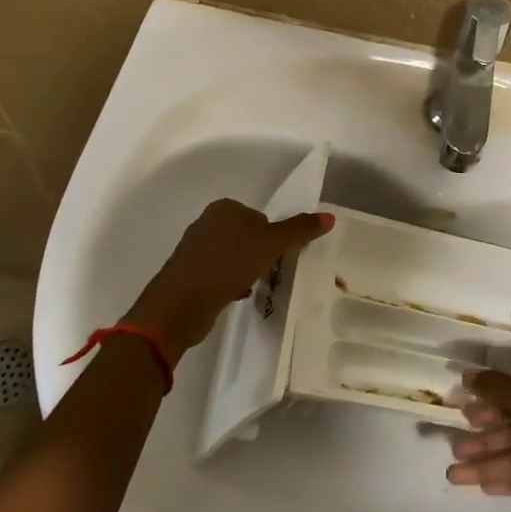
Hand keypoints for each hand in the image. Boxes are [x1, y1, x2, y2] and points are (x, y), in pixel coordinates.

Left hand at [127, 199, 332, 362]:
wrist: (180, 304)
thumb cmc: (228, 264)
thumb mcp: (270, 244)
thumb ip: (299, 230)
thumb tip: (330, 217)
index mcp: (224, 207)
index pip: (262, 217)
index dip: (273, 237)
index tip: (277, 256)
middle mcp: (207, 222)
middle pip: (248, 236)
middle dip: (260, 255)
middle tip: (268, 273)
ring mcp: (195, 249)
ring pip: (234, 256)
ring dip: (246, 270)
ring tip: (253, 286)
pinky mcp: (189, 274)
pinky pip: (220, 273)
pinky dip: (230, 283)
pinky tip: (236, 296)